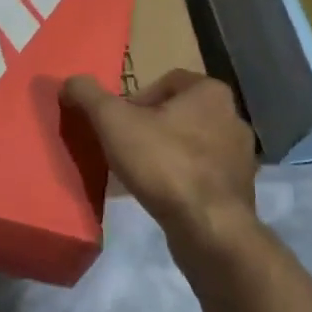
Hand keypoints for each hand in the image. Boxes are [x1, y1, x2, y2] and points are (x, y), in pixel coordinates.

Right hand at [61, 70, 257, 248]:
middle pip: (178, 113)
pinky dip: (181, 178)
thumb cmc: (163, 163)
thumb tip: (69, 83)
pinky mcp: (239, 189)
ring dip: (166, 153)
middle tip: (125, 147)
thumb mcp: (113, 121)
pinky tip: (161, 195)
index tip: (119, 124)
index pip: (165, 81)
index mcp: (210, 91)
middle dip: (150, 127)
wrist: (210, 230)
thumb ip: (88, 95)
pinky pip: (202, 174)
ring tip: (140, 174)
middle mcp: (232, 116)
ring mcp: (241, 156)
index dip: (136, 100)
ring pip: (191, 143)